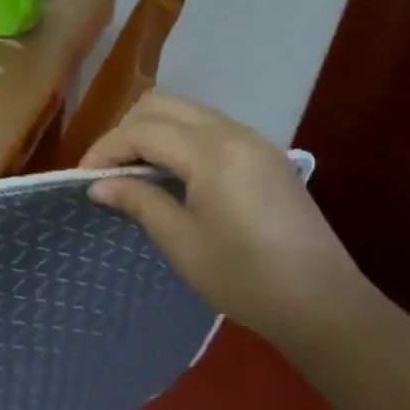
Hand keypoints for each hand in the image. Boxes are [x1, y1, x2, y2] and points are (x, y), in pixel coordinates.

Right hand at [82, 89, 368, 350]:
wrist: (325, 305)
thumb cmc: (246, 278)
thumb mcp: (182, 243)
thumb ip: (139, 202)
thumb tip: (98, 185)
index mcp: (210, 151)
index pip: (143, 131)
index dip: (107, 149)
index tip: (85, 177)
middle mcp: (232, 132)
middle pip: (163, 103)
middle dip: (128, 129)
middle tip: (110, 168)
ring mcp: (253, 140)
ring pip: (187, 110)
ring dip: (154, 130)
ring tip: (136, 170)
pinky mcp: (265, 154)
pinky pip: (210, 126)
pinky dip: (181, 137)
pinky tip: (173, 173)